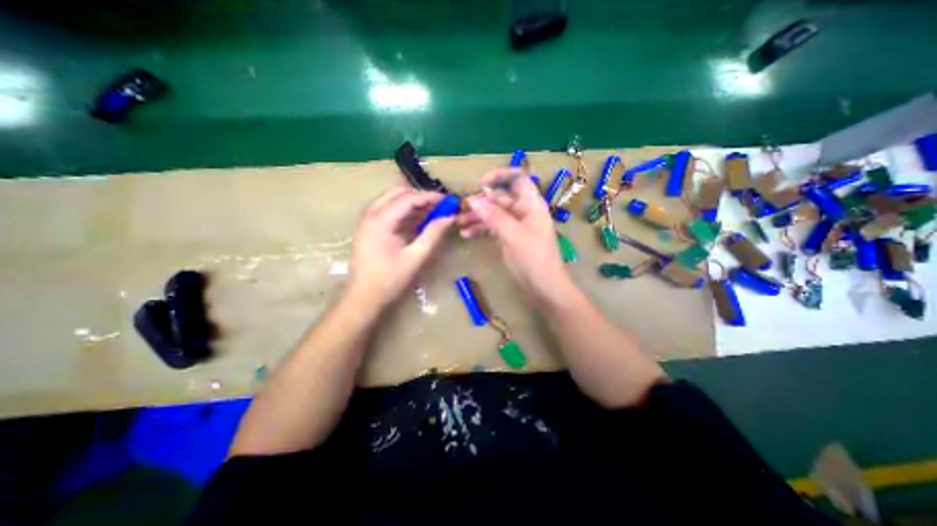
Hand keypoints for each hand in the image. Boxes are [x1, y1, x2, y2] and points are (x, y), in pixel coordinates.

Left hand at [349, 184, 454, 305]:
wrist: (362, 298)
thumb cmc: (389, 280)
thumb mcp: (416, 257)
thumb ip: (433, 234)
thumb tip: (450, 217)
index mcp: (380, 220)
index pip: (408, 198)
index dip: (430, 197)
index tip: (448, 201)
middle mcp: (370, 214)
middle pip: (397, 192)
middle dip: (420, 196)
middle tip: (439, 206)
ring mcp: (367, 220)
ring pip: (391, 199)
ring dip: (412, 203)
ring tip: (432, 213)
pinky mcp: (368, 228)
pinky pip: (388, 210)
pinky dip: (404, 212)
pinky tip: (418, 221)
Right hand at [456, 169, 571, 306]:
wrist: (543, 287)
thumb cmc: (534, 258)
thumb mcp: (514, 235)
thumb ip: (494, 216)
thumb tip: (473, 199)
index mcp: (531, 204)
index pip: (518, 179)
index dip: (500, 176)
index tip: (480, 184)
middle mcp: (523, 211)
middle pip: (500, 198)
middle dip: (481, 202)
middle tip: (461, 209)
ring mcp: (515, 225)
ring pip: (493, 214)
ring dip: (477, 217)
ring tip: (458, 223)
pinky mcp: (508, 237)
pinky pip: (492, 228)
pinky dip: (480, 229)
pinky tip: (466, 234)